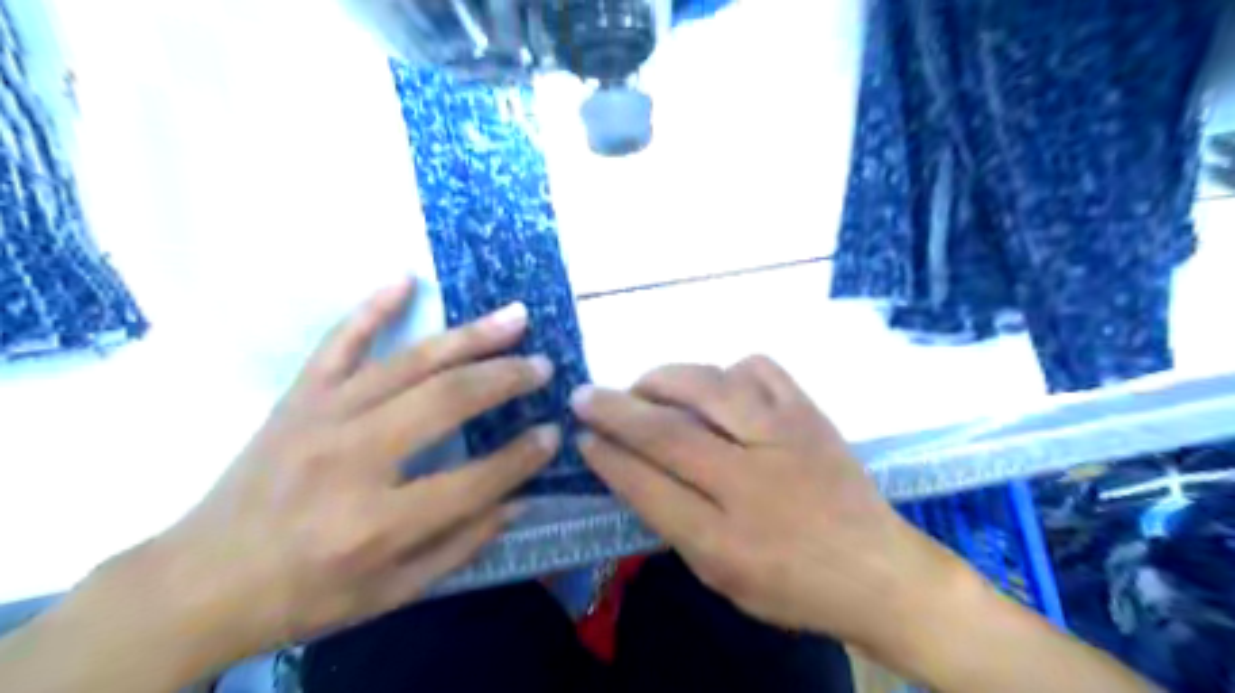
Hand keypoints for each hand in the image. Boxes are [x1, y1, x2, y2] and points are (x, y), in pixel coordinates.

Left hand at [140, 278, 556, 666]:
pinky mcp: (297, 399)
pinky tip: (404, 279)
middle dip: (506, 379)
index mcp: (378, 523)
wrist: (200, 583)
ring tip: (514, 317)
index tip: (553, 434)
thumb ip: (461, 546)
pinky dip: (371, 308)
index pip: (475, 479)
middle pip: (446, 401)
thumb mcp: (392, 593)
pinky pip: (337, 343)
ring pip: (409, 363)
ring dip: (469, 336)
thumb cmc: (306, 595)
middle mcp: (352, 459)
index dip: (523, 456)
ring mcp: (321, 418)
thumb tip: (519, 500)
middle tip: (544, 366)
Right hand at [568, 357, 962, 647]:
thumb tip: (631, 468)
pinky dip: (726, 370)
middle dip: (615, 410)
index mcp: (724, 541)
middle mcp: (751, 481)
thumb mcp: (721, 575)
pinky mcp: (810, 412)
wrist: (877, 570)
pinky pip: (759, 367)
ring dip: (664, 380)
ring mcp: (785, 437)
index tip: (581, 436)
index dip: (607, 457)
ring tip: (645, 386)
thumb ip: (672, 522)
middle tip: (586, 395)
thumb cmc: (791, 585)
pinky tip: (717, 387)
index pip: (646, 486)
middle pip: (667, 432)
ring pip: (708, 386)